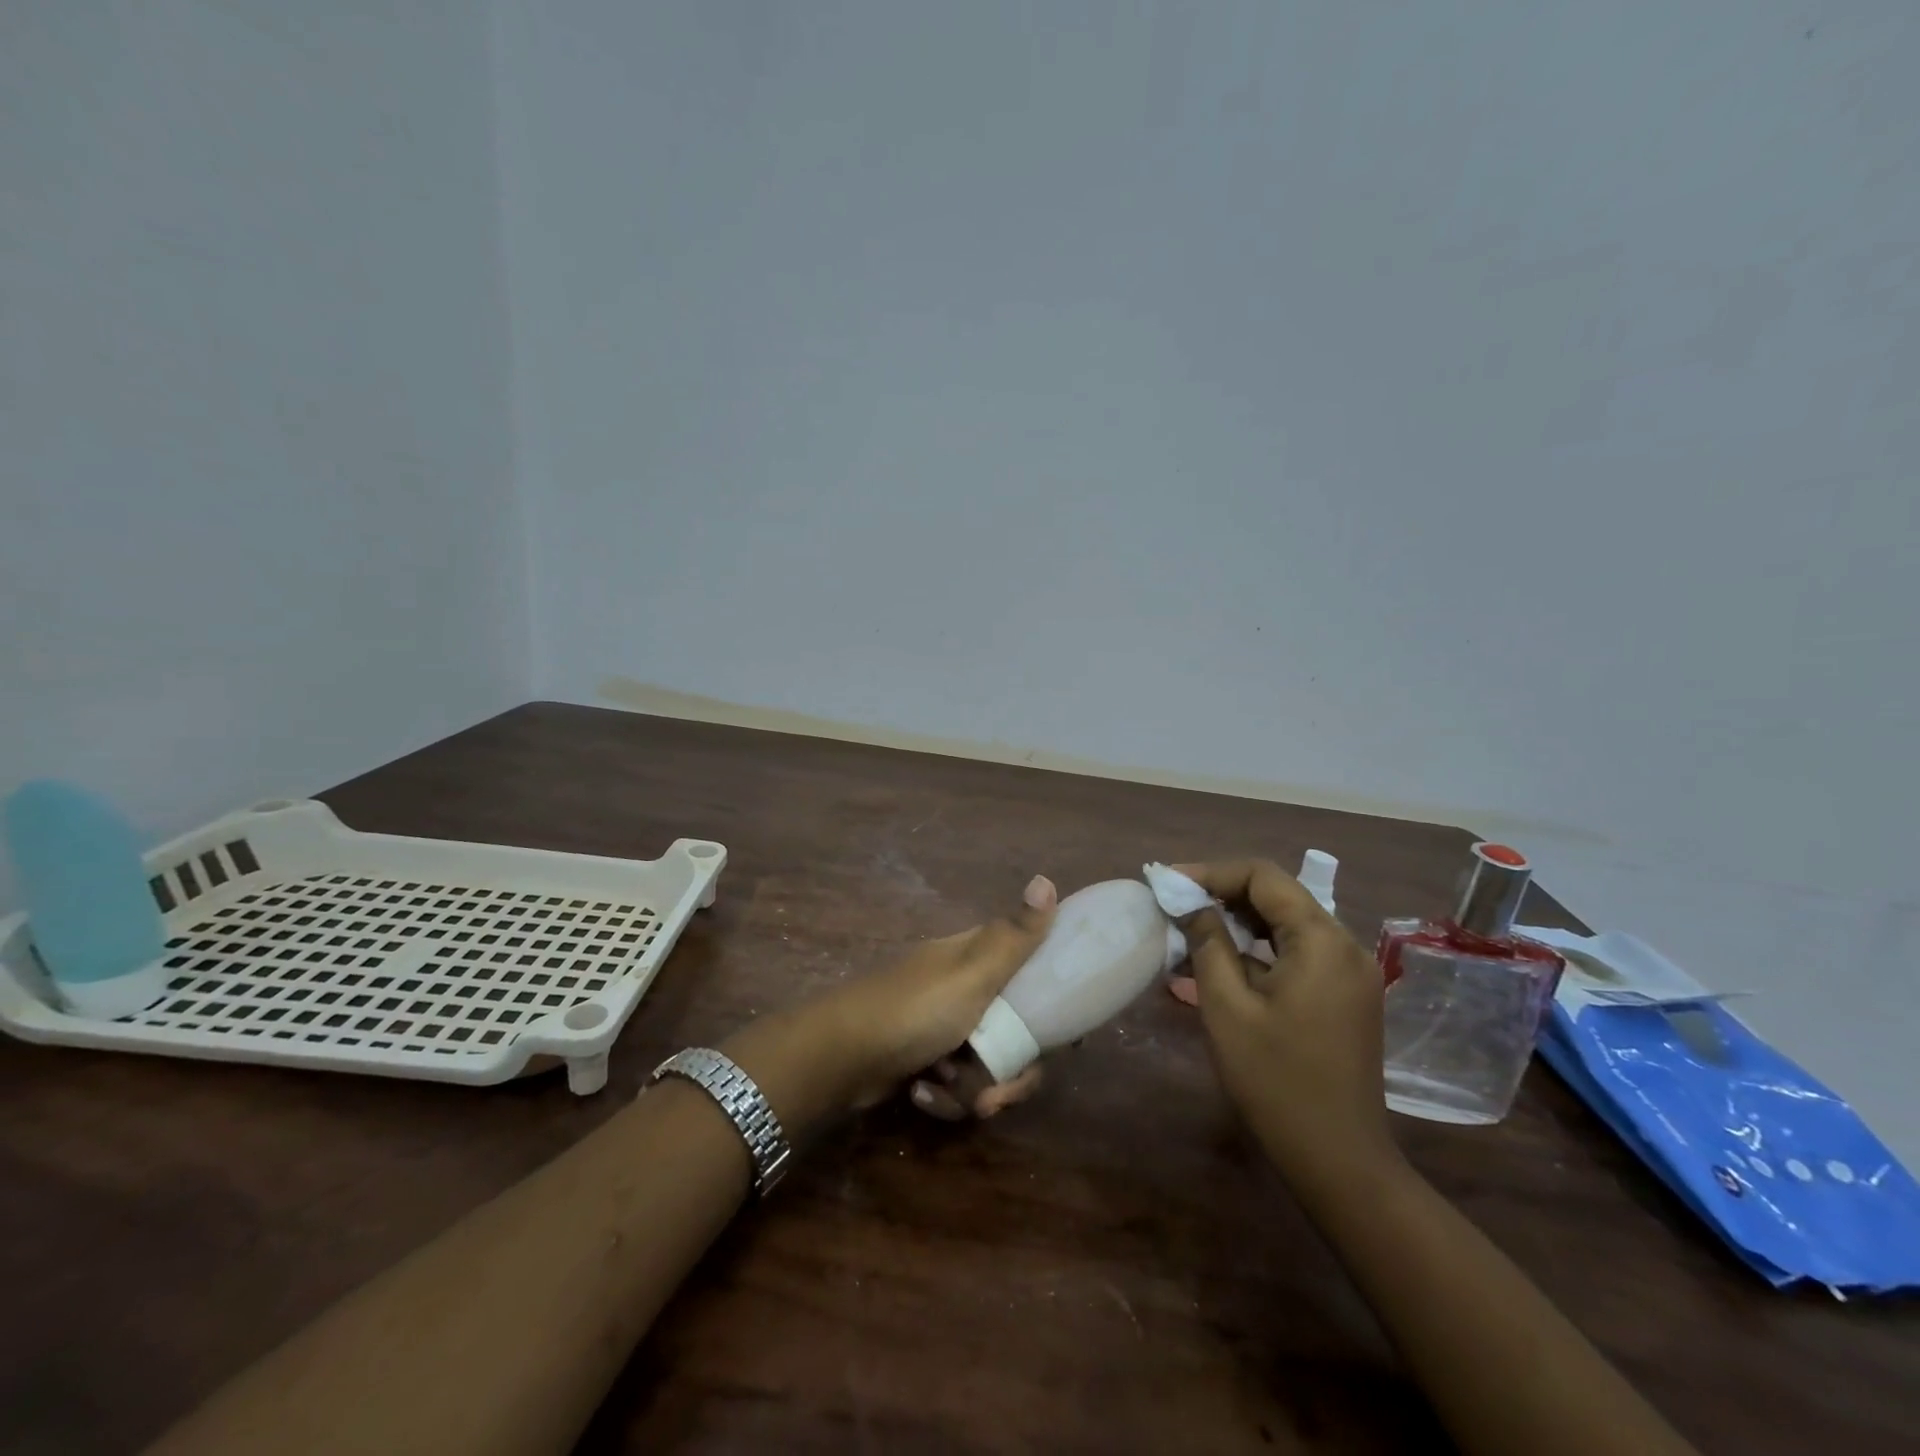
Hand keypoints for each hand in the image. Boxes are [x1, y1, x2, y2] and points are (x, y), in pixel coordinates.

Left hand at [816, 874, 1056, 1119]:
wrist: (840, 1057)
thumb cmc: (914, 1009)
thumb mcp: (972, 973)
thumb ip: (1014, 936)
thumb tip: (1046, 878)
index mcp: (977, 958)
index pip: (1032, 971)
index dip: (1051, 1004)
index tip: (1064, 1039)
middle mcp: (964, 987)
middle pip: (1016, 1032)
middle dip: (1011, 1071)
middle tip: (997, 1094)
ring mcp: (943, 1026)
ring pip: (989, 1065)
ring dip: (976, 1089)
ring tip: (956, 1097)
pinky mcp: (925, 1060)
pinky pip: (957, 1084)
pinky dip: (945, 1095)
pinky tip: (922, 1096)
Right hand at [1179, 859, 1400, 1193]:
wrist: (1339, 1160)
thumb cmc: (1275, 1081)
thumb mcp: (1227, 1007)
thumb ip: (1208, 943)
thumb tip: (1190, 903)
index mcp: (1322, 941)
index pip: (1264, 877)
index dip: (1212, 872)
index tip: (1169, 884)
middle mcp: (1346, 946)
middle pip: (1280, 896)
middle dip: (1224, 894)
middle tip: (1176, 904)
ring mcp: (1352, 972)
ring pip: (1289, 923)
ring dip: (1241, 920)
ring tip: (1193, 929)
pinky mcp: (1347, 995)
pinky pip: (1300, 952)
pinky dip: (1262, 947)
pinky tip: (1227, 961)